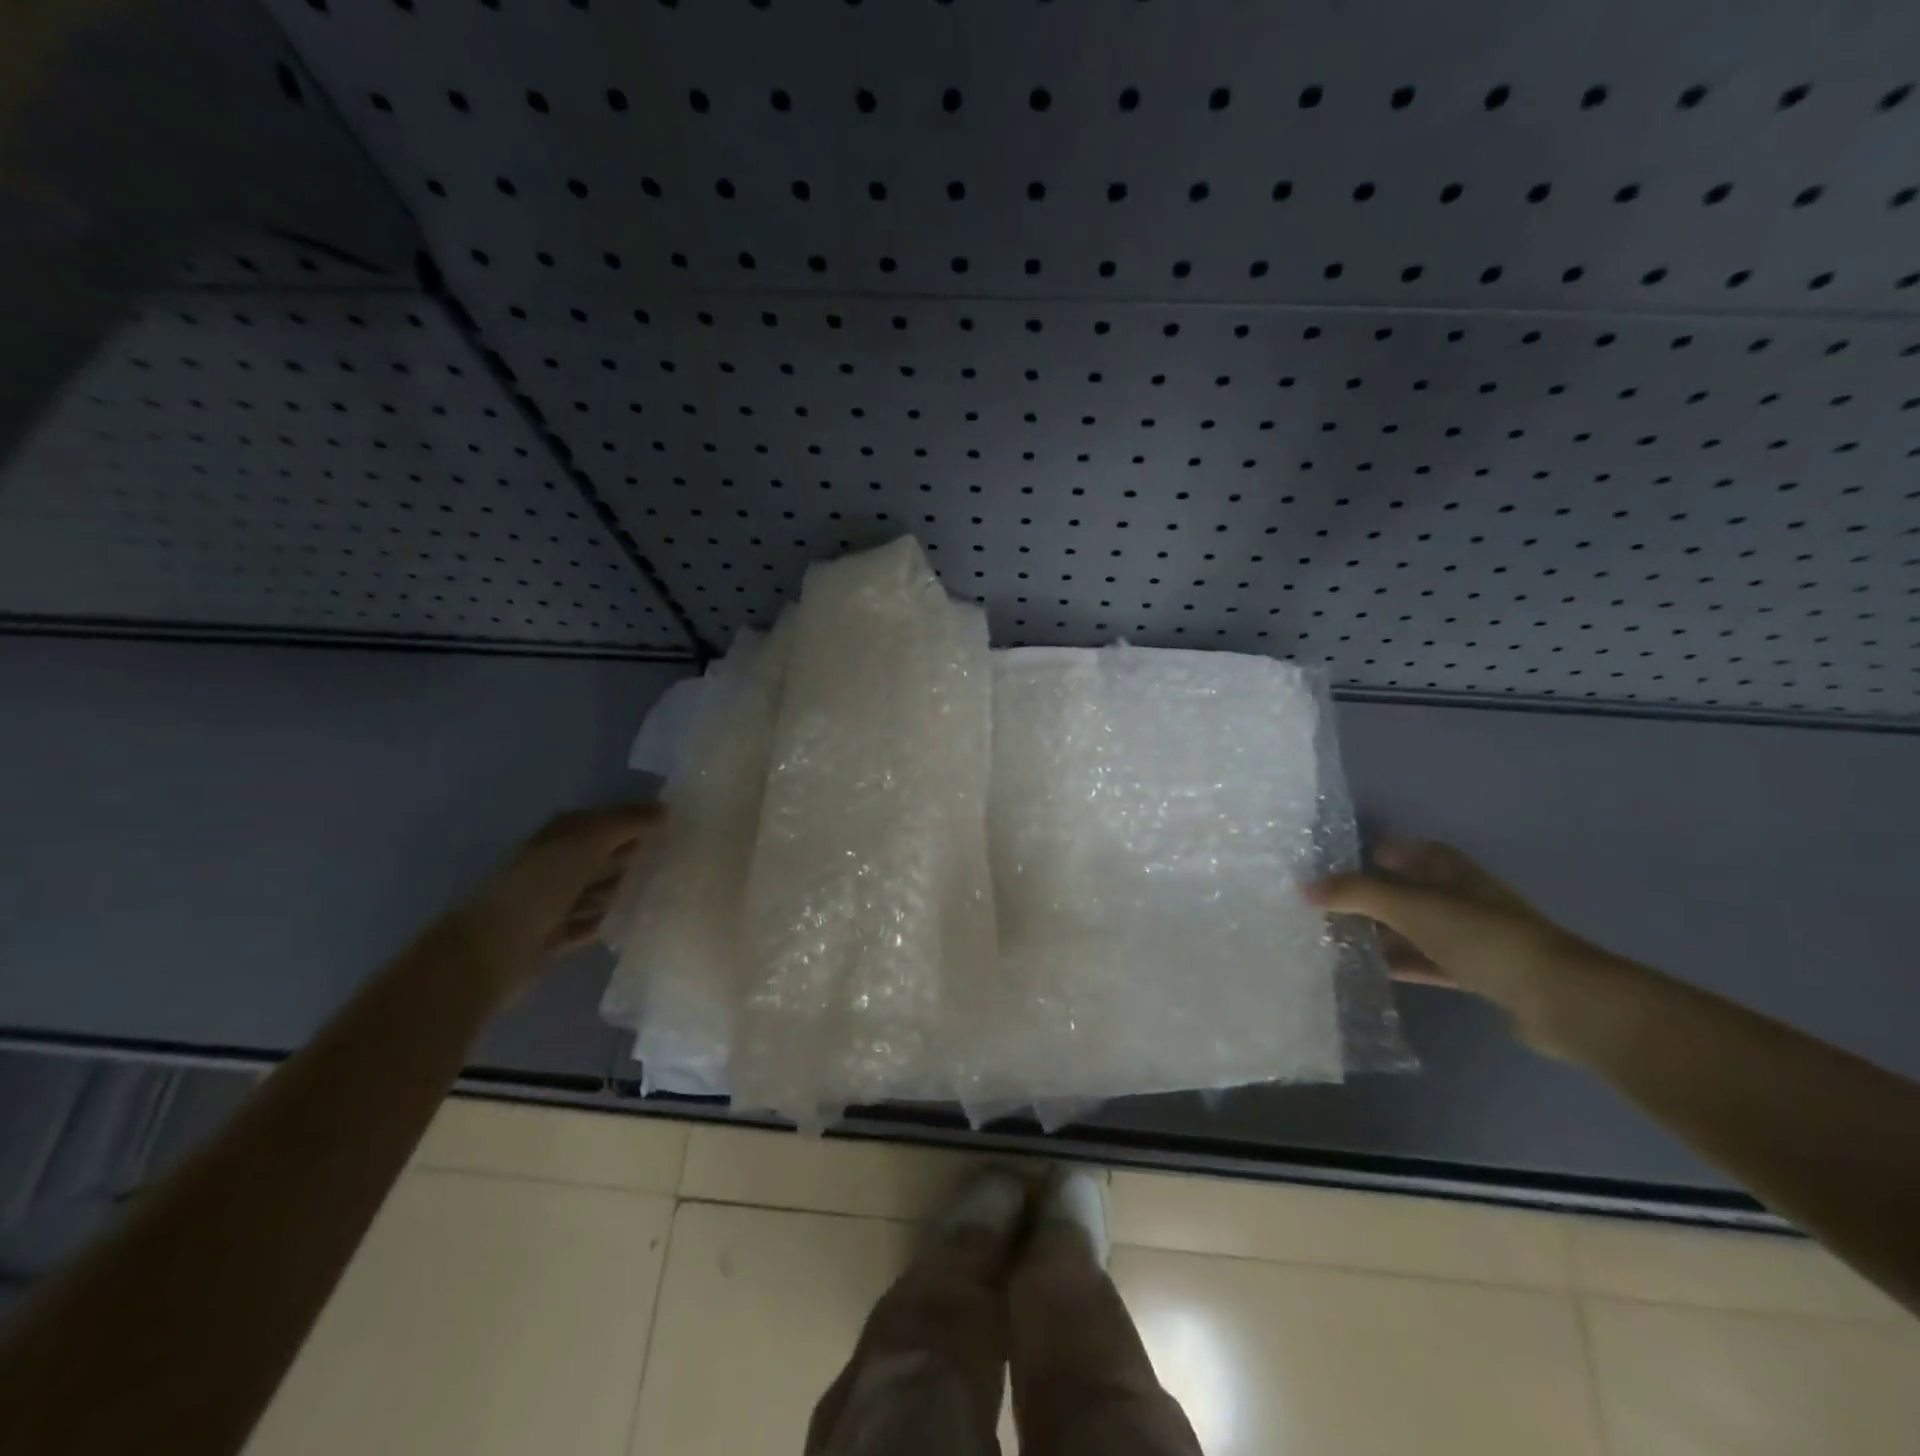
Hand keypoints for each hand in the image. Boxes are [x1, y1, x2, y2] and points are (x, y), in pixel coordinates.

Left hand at [450, 804, 666, 993]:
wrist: (493, 950)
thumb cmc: (540, 886)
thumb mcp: (587, 841)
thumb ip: (627, 822)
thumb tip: (667, 809)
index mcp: (562, 835)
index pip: (610, 821)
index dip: (642, 821)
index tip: (682, 827)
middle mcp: (559, 863)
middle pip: (609, 855)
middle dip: (641, 856)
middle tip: (685, 860)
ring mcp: (558, 901)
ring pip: (605, 889)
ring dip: (631, 889)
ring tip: (671, 890)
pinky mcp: (560, 934)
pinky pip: (597, 922)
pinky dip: (617, 920)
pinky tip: (645, 919)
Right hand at [1306, 838, 1622, 1057]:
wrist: (1559, 998)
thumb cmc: (1482, 937)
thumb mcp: (1411, 907)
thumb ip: (1356, 894)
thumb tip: (1304, 887)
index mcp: (1450, 870)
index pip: (1403, 850)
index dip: (1370, 853)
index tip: (1331, 864)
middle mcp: (1460, 896)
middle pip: (1404, 889)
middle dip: (1366, 896)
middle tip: (1321, 905)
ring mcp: (1469, 936)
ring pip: (1412, 927)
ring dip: (1379, 932)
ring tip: (1333, 937)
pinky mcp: (1475, 972)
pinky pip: (1424, 960)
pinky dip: (1398, 962)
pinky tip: (1367, 969)